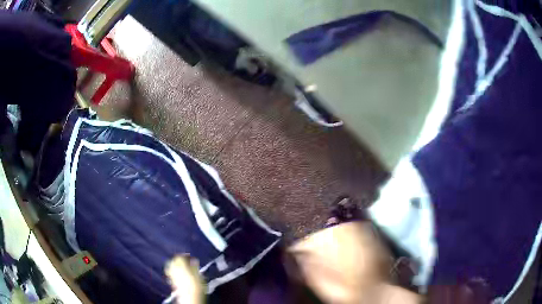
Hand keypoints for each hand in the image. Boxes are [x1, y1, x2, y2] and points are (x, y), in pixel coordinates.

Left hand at [165, 255, 204, 303]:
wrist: (190, 297)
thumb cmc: (196, 285)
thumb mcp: (199, 275)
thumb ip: (195, 266)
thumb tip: (194, 260)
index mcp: (180, 265)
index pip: (179, 257)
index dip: (184, 256)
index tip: (190, 257)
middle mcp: (174, 269)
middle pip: (172, 261)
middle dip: (177, 260)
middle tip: (184, 261)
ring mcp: (172, 275)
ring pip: (170, 267)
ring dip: (175, 265)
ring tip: (181, 267)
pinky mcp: (172, 281)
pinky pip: (171, 273)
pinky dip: (174, 272)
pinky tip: (179, 275)